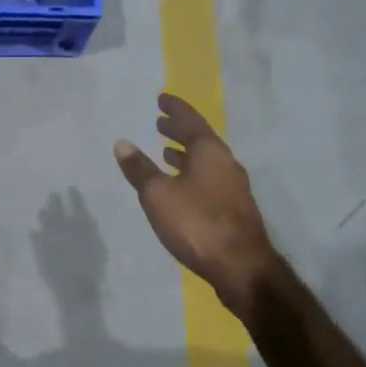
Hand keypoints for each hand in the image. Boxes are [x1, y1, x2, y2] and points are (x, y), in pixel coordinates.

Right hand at [115, 92, 281, 315]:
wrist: (242, 267)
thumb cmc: (197, 223)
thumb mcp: (158, 195)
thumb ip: (139, 169)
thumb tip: (122, 143)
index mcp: (209, 152)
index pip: (190, 120)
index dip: (175, 109)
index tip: (162, 99)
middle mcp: (226, 163)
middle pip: (201, 139)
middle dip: (180, 130)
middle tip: (161, 122)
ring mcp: (234, 187)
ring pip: (207, 161)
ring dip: (186, 153)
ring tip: (167, 151)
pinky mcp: (235, 208)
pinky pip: (210, 178)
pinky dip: (193, 173)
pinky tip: (182, 186)